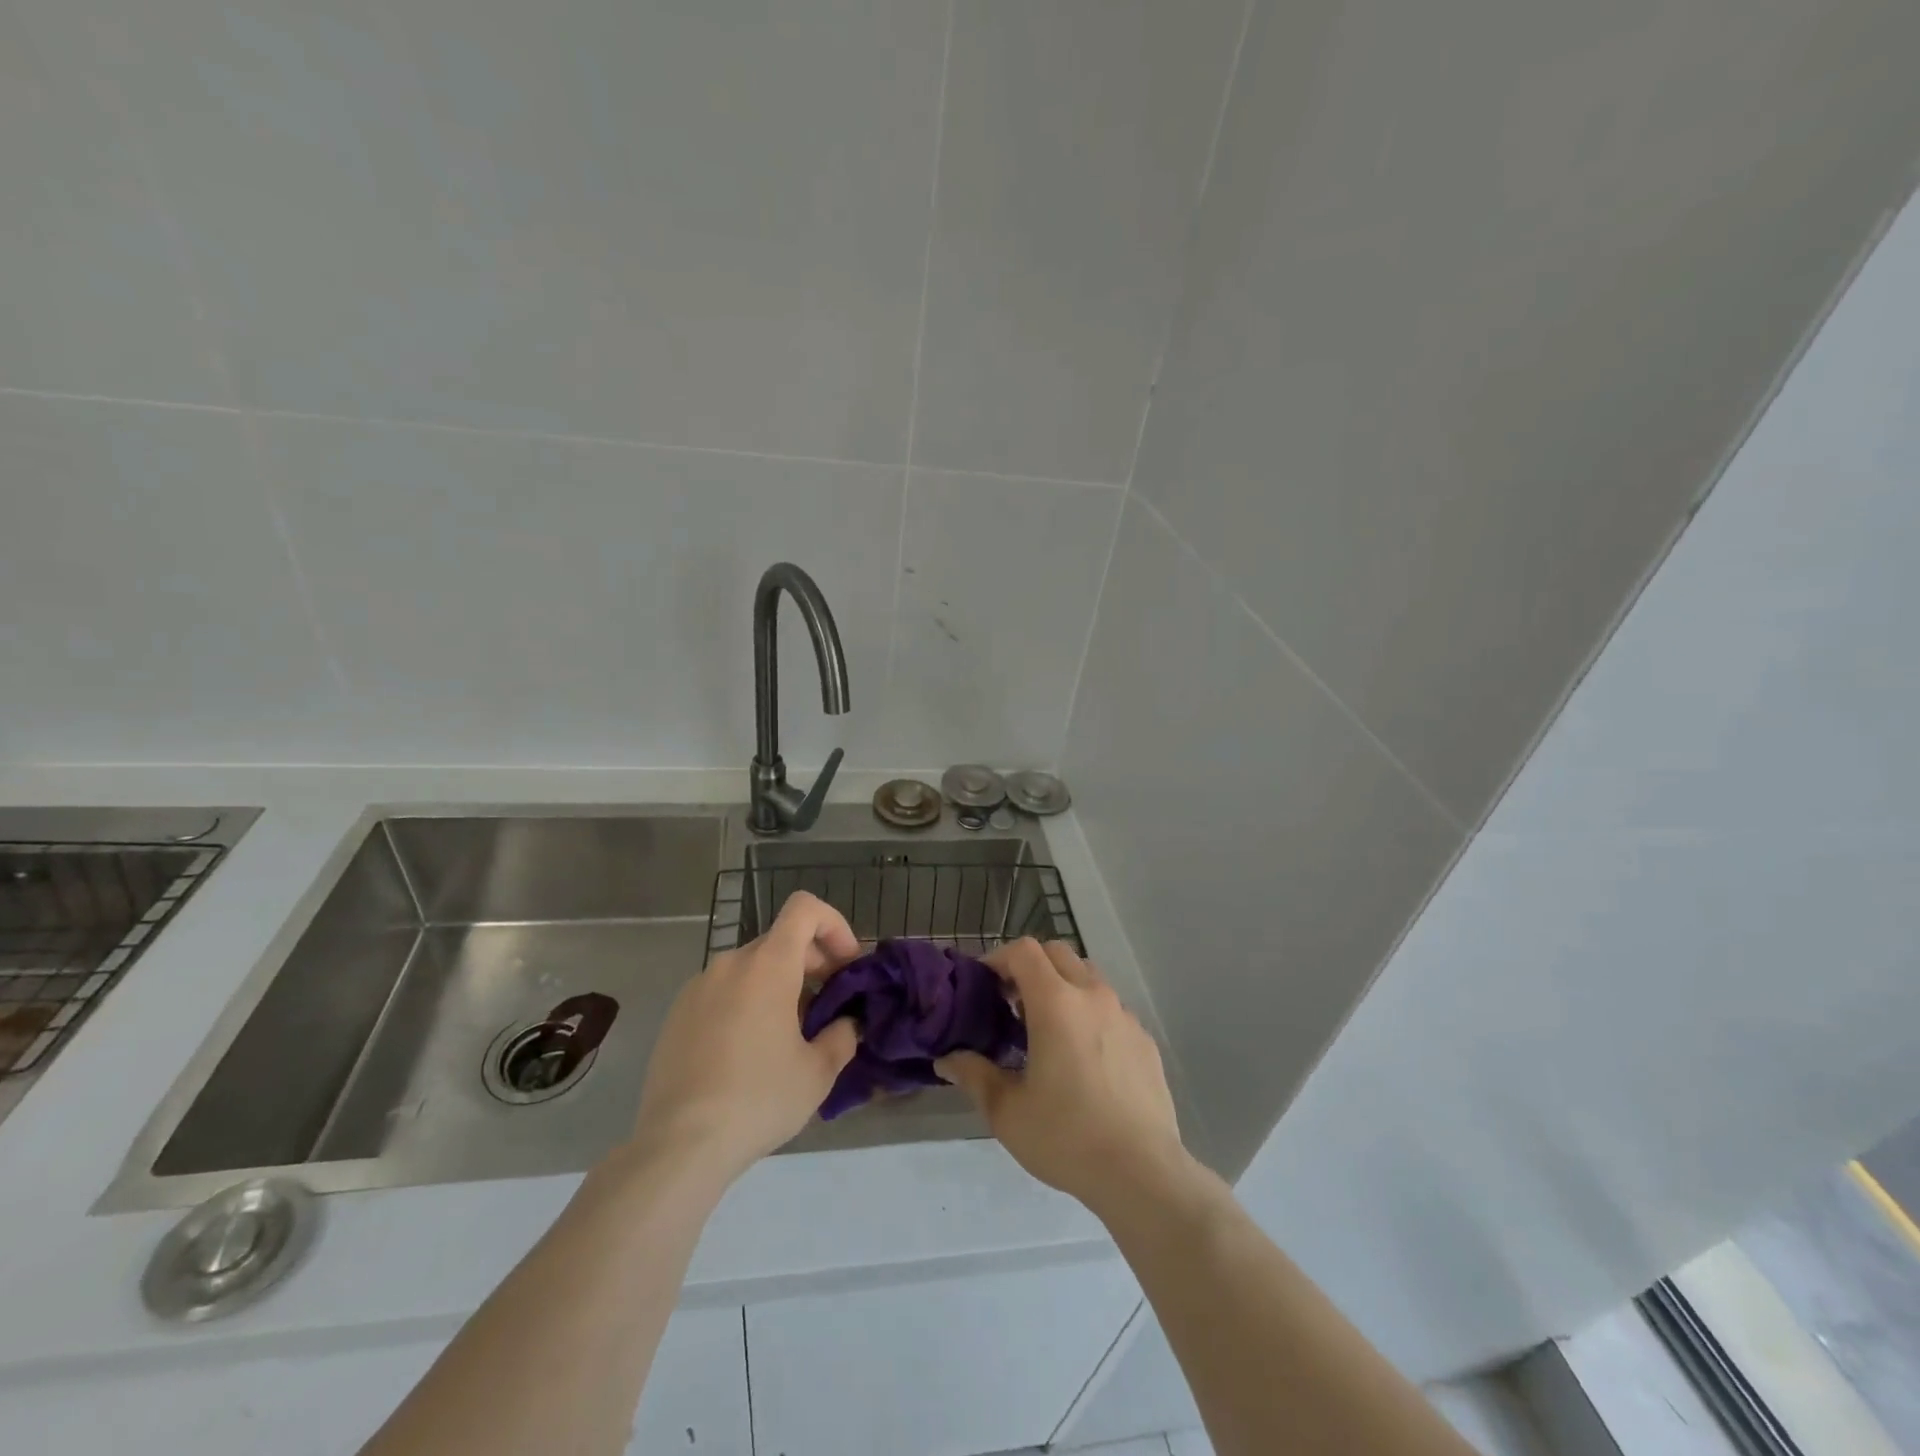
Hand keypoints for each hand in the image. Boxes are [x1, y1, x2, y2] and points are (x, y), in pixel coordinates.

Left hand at [630, 892, 859, 1186]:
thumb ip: (842, 1036)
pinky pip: (723, 991)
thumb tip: (845, 1024)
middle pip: (781, 940)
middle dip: (812, 962)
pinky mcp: (677, 1014)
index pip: (804, 909)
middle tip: (828, 1006)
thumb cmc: (758, 1100)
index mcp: (767, 966)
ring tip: (789, 1034)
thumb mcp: (818, 1073)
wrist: (678, 1146)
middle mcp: (730, 964)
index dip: (834, 925)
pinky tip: (749, 1052)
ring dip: (780, 984)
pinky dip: (747, 1002)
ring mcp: (698, 987)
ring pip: (751, 967)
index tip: (846, 965)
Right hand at [937, 938, 1186, 1217]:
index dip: (999, 958)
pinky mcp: (1144, 1039)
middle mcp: (1093, 996)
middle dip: (1030, 966)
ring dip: (1062, 986)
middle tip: (1012, 1002)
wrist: (1142, 1173)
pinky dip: (1090, 1013)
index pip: (1024, 950)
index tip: (985, 985)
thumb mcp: (1007, 1111)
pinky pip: (1111, 1008)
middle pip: (1058, 953)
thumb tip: (947, 1060)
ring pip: (1088, 977)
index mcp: (1056, 1003)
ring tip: (1047, 1028)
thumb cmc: (1066, 1137)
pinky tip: (1084, 1058)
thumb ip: (974, 1075)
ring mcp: (1124, 1015)